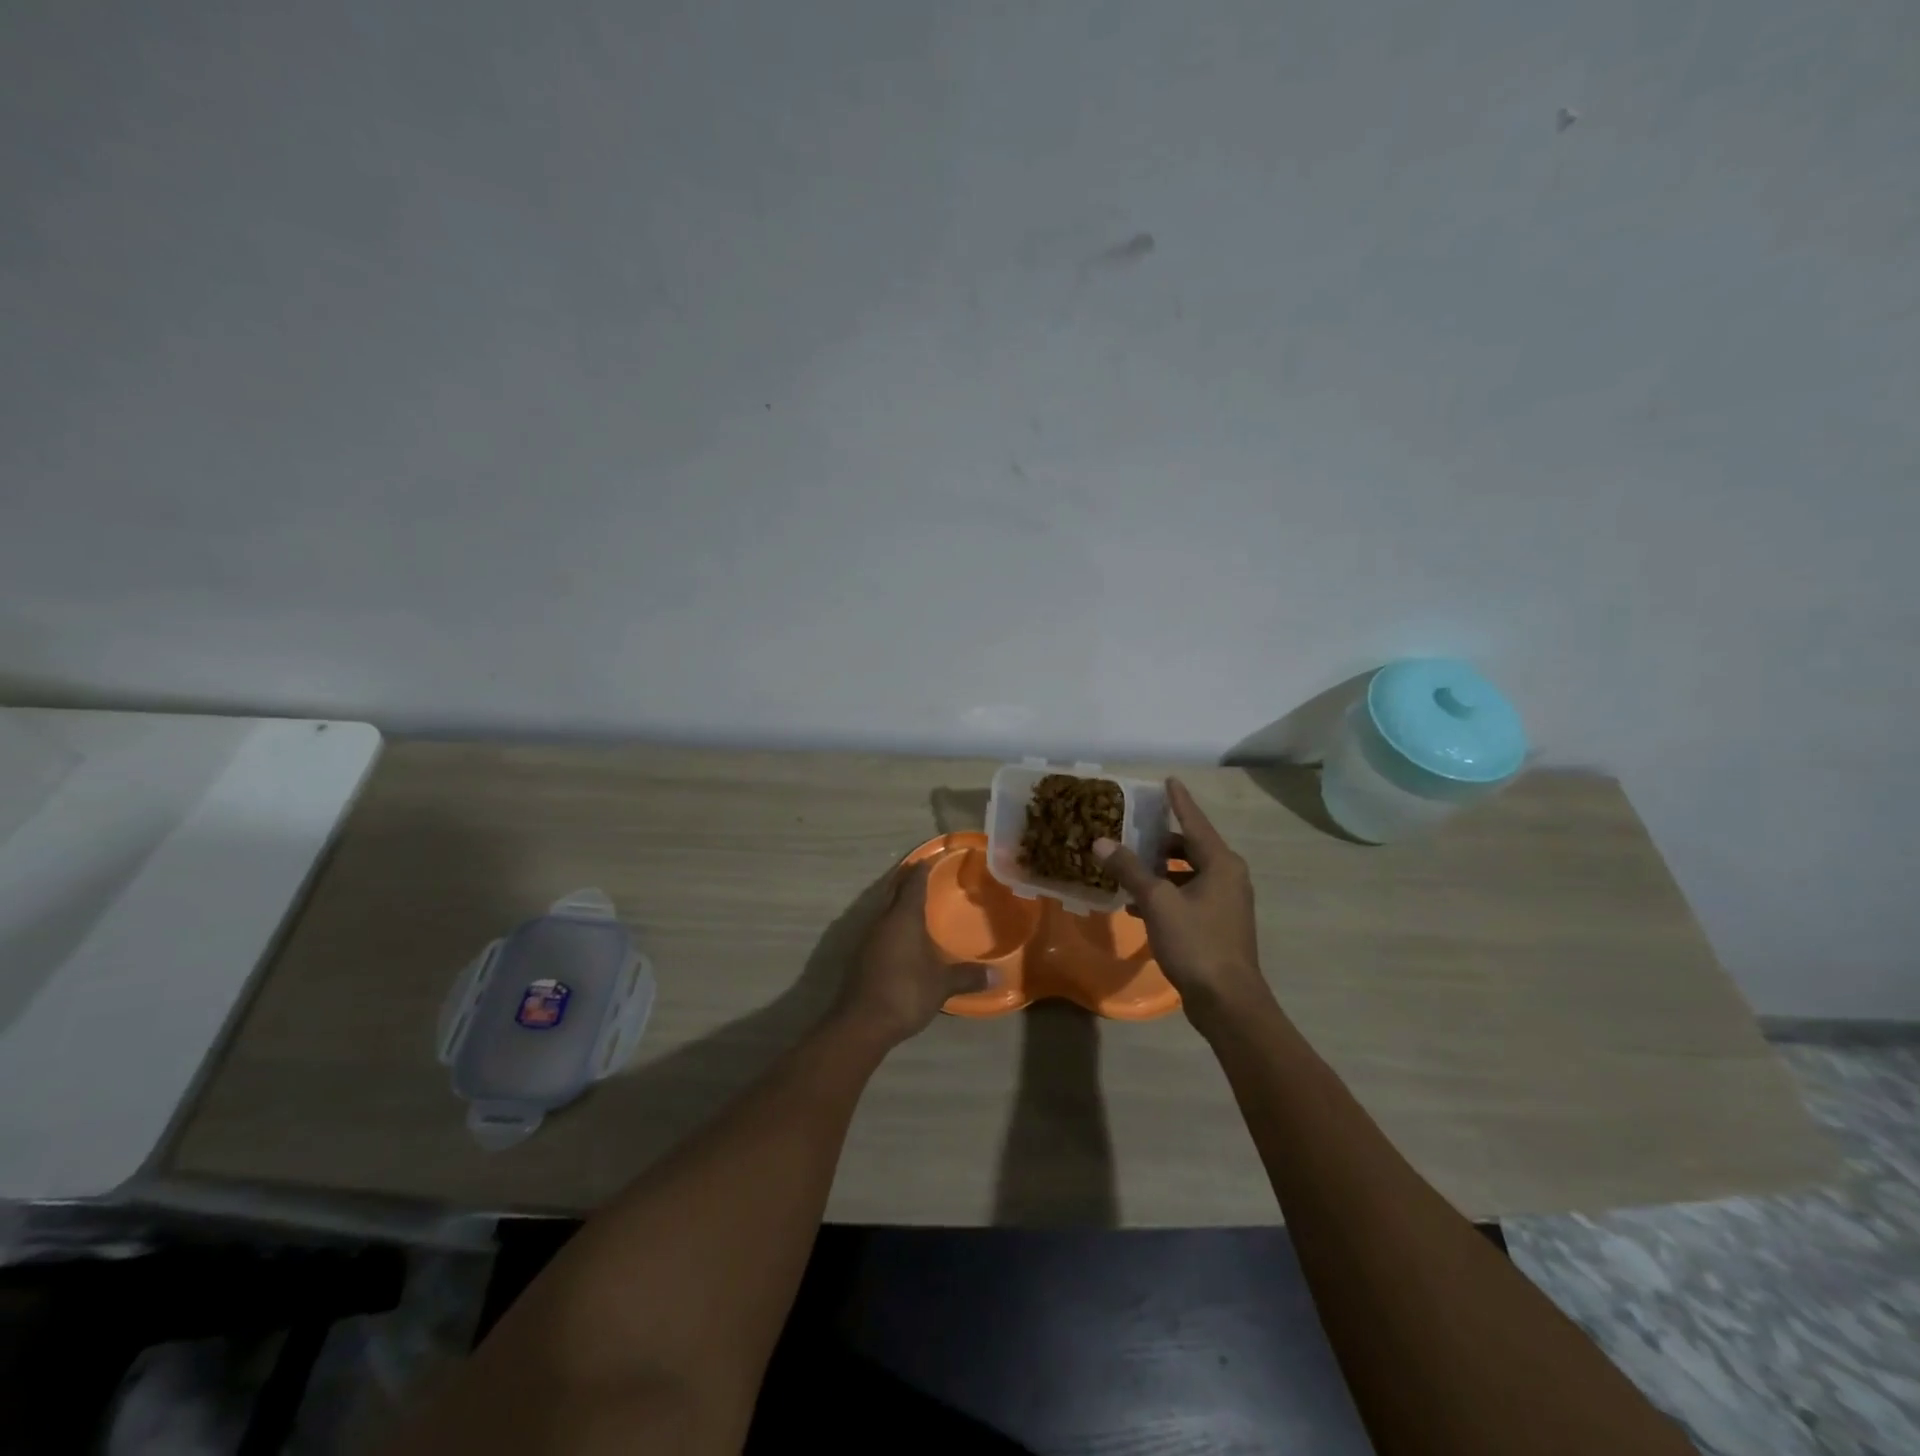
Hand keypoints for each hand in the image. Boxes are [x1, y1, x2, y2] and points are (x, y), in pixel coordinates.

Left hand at [834, 862, 993, 1047]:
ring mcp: (868, 938)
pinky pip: (879, 928)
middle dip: (906, 880)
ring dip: (896, 901)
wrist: (863, 1022)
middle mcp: (882, 920)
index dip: (921, 870)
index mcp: (903, 917)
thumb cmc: (906, 992)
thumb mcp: (942, 984)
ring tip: (913, 902)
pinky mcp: (860, 956)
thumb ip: (968, 976)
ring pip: (883, 909)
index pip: (913, 884)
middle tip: (920, 872)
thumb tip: (997, 974)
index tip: (929, 859)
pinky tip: (900, 935)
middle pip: (893, 891)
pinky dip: (890, 923)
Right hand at [1094, 778, 1275, 1028]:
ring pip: (1188, 874)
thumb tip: (1101, 842)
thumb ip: (1129, 869)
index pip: (1195, 821)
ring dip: (1159, 870)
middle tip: (1132, 830)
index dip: (1179, 801)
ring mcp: (1225, 903)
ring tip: (1127, 867)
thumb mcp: (1157, 902)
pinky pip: (1188, 896)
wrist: (1227, 1001)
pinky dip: (1165, 894)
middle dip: (1161, 840)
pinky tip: (1137, 905)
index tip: (1168, 780)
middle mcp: (1228, 877)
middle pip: (1191, 847)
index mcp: (1221, 863)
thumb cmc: (1196, 943)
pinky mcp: (1218, 925)